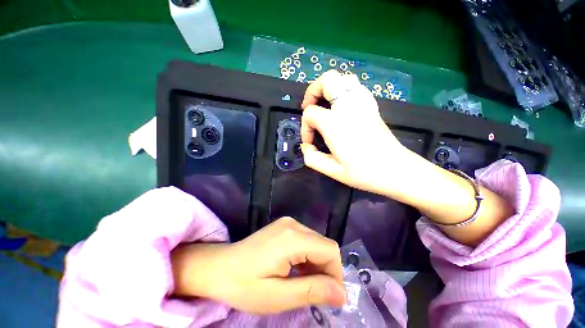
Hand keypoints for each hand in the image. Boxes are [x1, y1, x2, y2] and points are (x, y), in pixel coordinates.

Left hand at [171, 217, 345, 313]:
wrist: (219, 266)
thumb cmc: (243, 285)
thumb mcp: (277, 296)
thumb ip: (311, 291)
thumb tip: (341, 293)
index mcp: (292, 237)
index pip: (329, 250)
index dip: (335, 274)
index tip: (330, 298)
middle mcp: (294, 224)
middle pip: (324, 245)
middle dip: (326, 271)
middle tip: (315, 294)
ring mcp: (289, 223)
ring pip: (317, 243)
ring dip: (317, 265)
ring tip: (304, 284)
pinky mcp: (285, 226)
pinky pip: (307, 240)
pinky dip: (308, 257)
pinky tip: (297, 270)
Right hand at [300, 70, 413, 195]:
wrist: (397, 171)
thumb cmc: (363, 173)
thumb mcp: (332, 171)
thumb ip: (311, 158)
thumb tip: (306, 147)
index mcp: (335, 123)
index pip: (310, 113)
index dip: (305, 128)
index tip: (310, 143)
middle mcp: (348, 107)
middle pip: (327, 80)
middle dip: (313, 91)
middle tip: (310, 107)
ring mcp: (363, 104)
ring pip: (344, 78)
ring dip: (330, 88)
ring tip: (325, 104)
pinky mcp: (372, 107)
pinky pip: (357, 87)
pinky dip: (345, 90)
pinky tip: (342, 107)